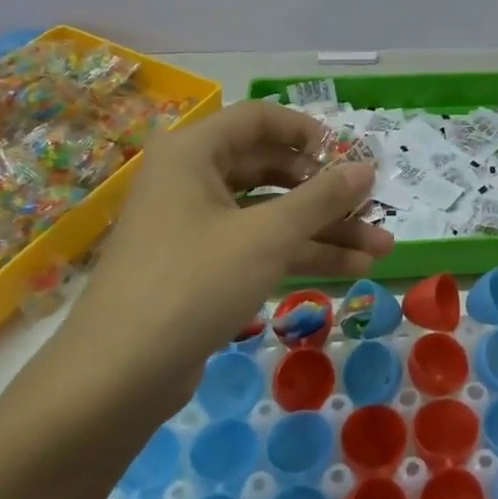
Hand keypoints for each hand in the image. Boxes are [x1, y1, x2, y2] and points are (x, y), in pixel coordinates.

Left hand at [41, 101, 392, 416]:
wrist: (116, 379)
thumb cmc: (193, 283)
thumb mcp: (267, 236)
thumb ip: (322, 198)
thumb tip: (367, 168)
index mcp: (194, 153)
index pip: (261, 120)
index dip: (310, 132)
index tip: (350, 157)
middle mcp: (192, 180)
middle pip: (272, 169)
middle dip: (327, 192)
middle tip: (372, 207)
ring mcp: (196, 226)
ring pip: (271, 213)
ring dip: (325, 229)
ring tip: (381, 247)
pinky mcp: (202, 268)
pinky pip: (259, 245)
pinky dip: (301, 254)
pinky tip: (352, 269)